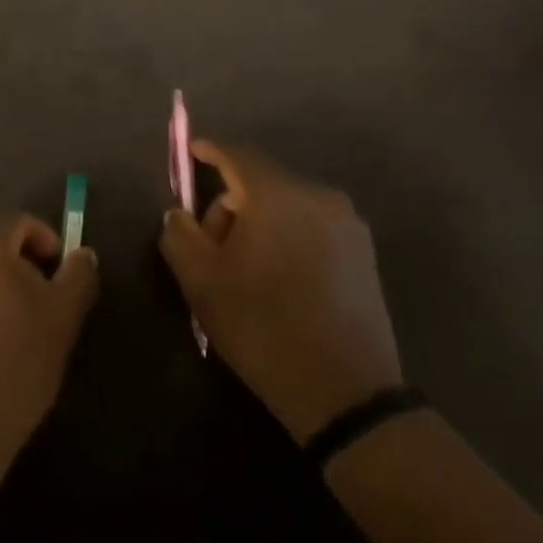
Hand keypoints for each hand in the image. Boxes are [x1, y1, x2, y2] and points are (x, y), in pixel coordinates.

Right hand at [159, 142, 401, 443]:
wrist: (345, 391)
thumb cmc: (263, 328)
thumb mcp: (203, 283)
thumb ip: (180, 236)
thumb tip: (178, 213)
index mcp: (277, 196)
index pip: (237, 156)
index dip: (210, 151)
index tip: (191, 152)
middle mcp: (318, 196)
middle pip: (261, 182)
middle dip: (229, 205)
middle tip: (210, 249)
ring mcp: (347, 223)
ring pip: (287, 204)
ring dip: (258, 222)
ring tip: (244, 270)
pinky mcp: (363, 251)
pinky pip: (311, 224)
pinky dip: (287, 235)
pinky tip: (277, 277)